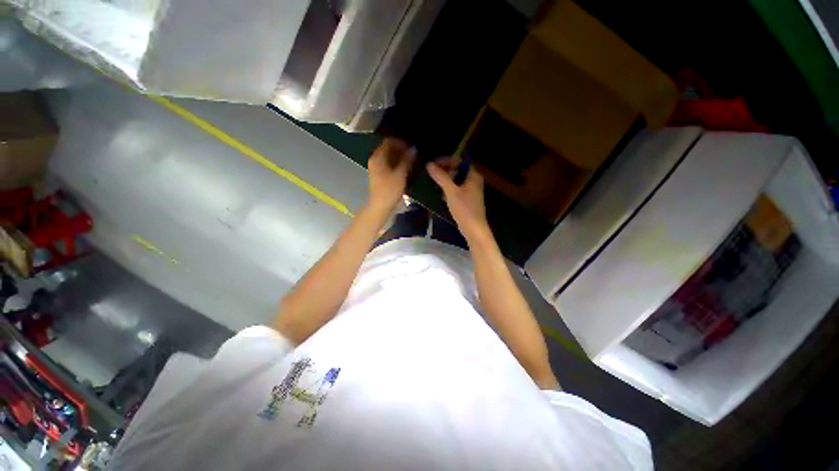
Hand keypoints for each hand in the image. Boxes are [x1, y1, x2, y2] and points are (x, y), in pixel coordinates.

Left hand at [367, 139, 415, 212]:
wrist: (380, 206)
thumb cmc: (390, 190)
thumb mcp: (400, 174)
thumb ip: (407, 160)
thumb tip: (413, 149)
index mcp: (378, 157)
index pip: (389, 141)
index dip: (401, 142)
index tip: (411, 147)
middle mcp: (375, 159)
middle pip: (388, 148)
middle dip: (401, 149)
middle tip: (413, 154)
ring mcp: (376, 167)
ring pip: (388, 156)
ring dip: (399, 157)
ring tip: (411, 161)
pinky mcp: (379, 174)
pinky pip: (388, 164)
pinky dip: (396, 163)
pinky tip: (405, 168)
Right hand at [426, 158, 487, 239]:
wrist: (473, 229)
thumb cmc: (464, 208)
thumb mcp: (451, 191)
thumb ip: (441, 177)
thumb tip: (429, 164)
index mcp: (473, 175)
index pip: (459, 160)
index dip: (446, 160)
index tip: (433, 164)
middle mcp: (474, 180)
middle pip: (458, 169)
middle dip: (445, 170)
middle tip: (433, 175)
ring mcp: (471, 190)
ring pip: (457, 180)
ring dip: (446, 180)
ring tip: (435, 183)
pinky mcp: (468, 199)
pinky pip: (457, 189)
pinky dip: (449, 189)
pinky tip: (442, 195)